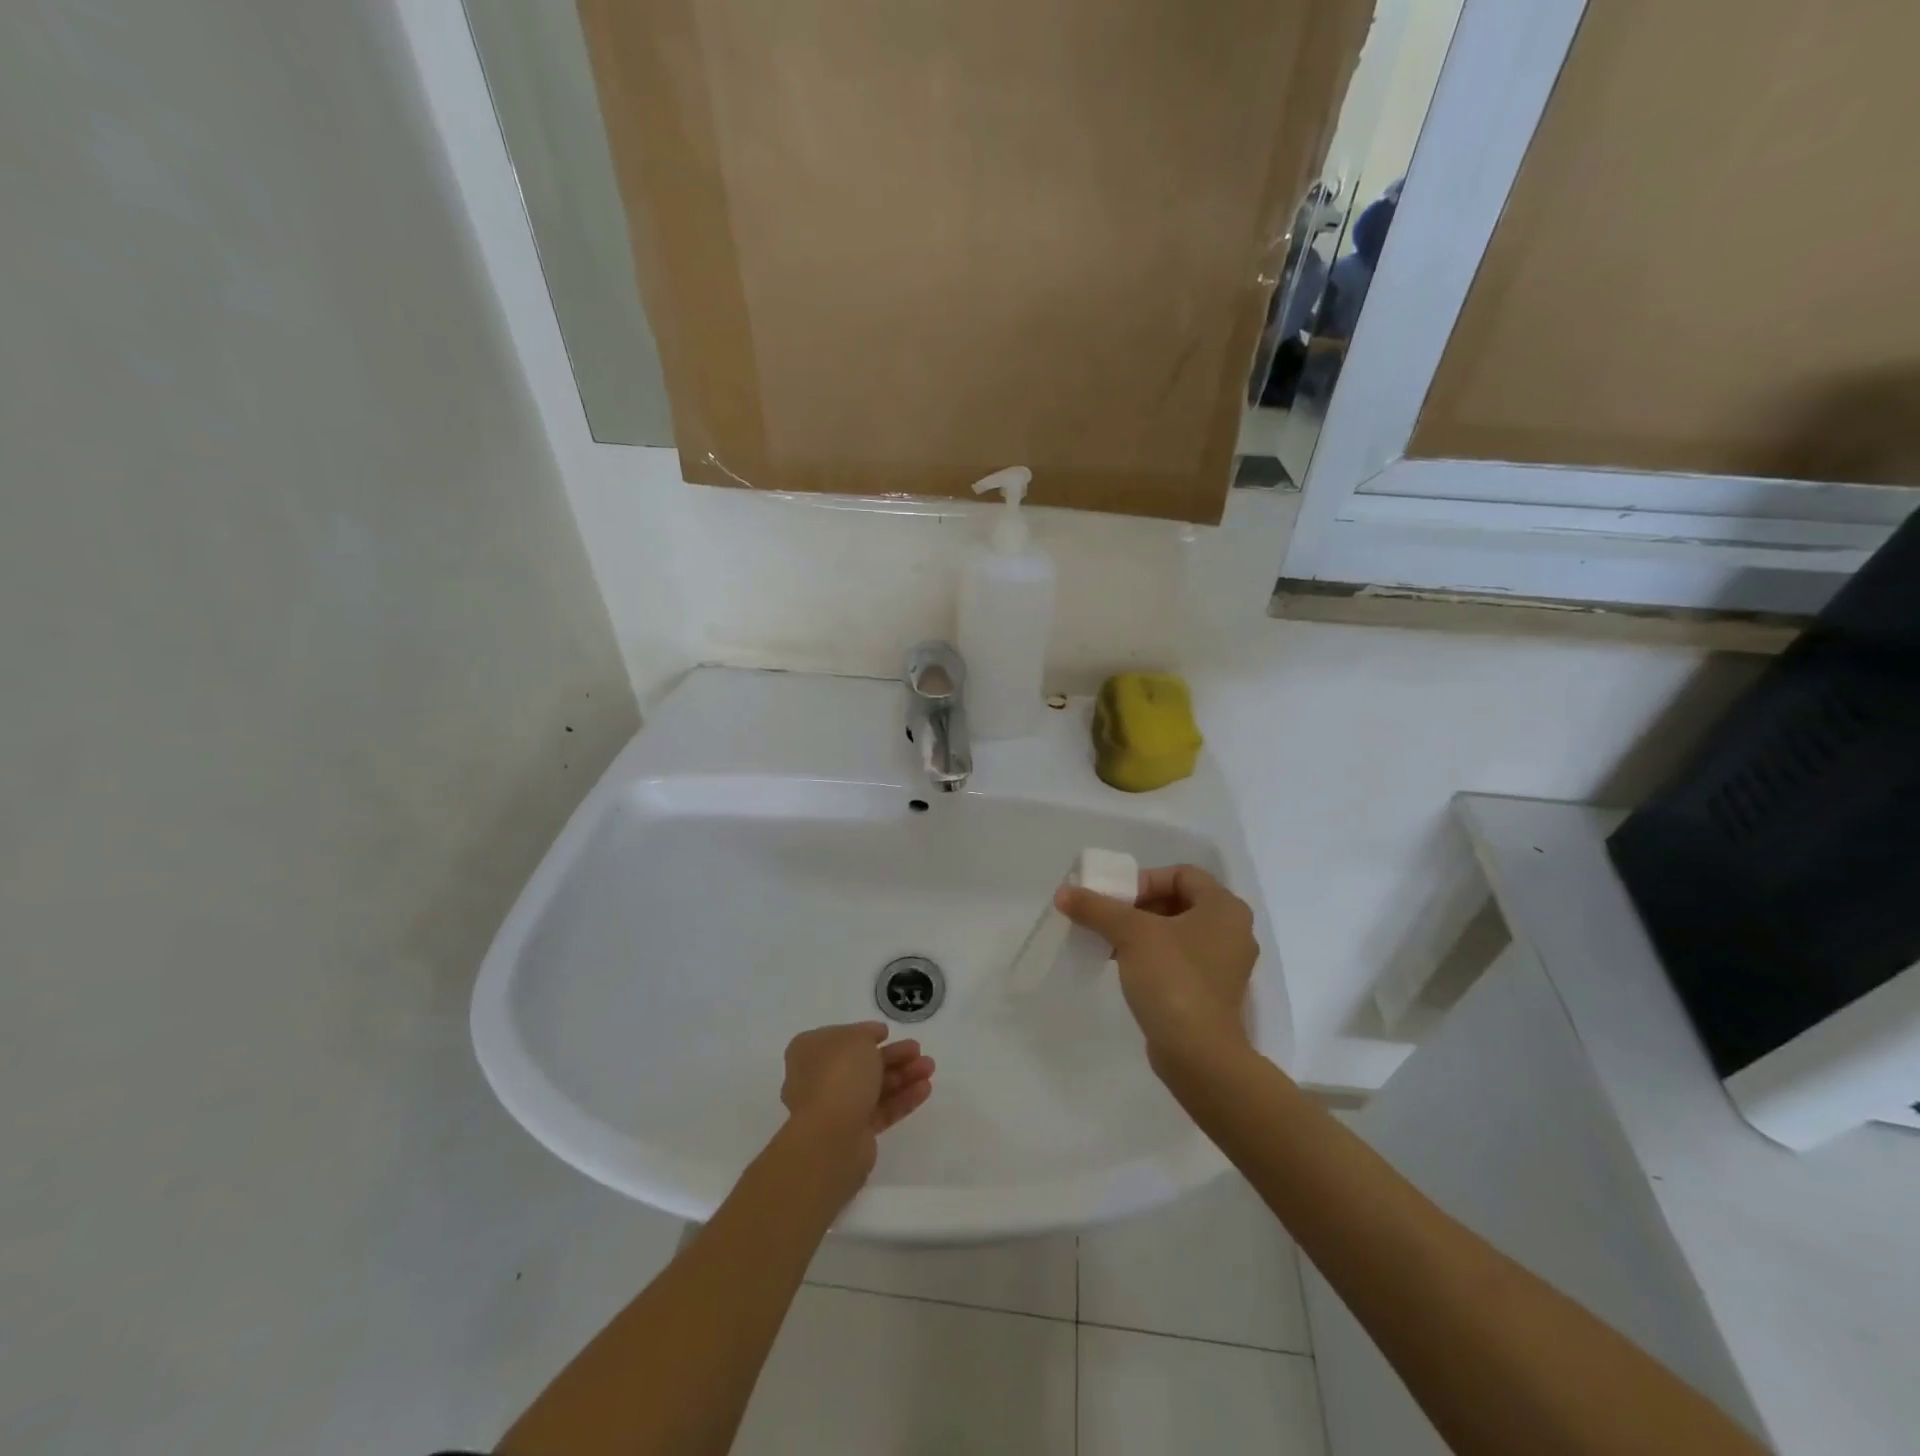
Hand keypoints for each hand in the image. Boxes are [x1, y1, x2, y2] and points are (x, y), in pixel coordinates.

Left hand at [781, 1023, 934, 1186]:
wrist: (830, 1137)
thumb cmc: (838, 1074)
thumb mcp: (856, 1038)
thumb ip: (867, 1033)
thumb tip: (874, 1036)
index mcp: (810, 1052)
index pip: (840, 1038)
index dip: (865, 1034)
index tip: (888, 1033)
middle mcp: (818, 1079)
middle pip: (861, 1063)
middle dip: (892, 1056)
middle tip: (918, 1050)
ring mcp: (835, 1108)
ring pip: (874, 1087)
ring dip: (903, 1075)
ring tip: (930, 1067)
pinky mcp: (854, 1133)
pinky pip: (881, 1110)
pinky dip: (902, 1098)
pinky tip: (925, 1089)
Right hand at [1055, 864, 1256, 1067]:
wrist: (1199, 1055)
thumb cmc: (1173, 979)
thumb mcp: (1130, 934)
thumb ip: (1097, 908)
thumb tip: (1063, 893)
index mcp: (1224, 907)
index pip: (1182, 874)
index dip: (1145, 880)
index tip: (1116, 899)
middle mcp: (1233, 931)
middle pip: (1179, 901)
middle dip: (1139, 906)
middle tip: (1108, 918)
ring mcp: (1225, 964)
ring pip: (1178, 932)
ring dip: (1142, 932)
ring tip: (1110, 943)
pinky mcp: (1213, 992)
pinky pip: (1181, 959)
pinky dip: (1154, 956)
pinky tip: (1125, 967)